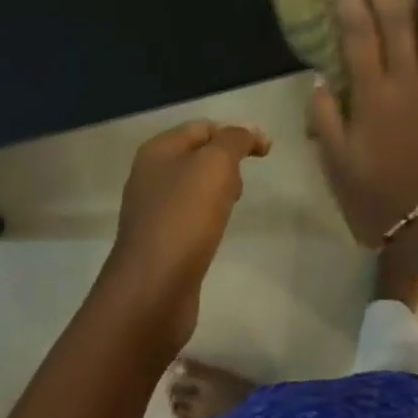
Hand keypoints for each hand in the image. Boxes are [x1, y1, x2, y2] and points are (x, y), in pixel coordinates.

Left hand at [102, 119, 269, 354]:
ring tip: (232, 205)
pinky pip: (191, 215)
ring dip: (220, 189)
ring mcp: (152, 210)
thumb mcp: (217, 164)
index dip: (237, 132)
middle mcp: (150, 175)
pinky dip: (209, 216)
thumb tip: (250, 133)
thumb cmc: (185, 216)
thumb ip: (236, 139)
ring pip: (196, 186)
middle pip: (199, 154)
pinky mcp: (159, 241)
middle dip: (228, 160)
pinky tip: (217, 229)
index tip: (266, 151)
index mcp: (158, 150)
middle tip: (243, 181)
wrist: (152, 290)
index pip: (204, 127)